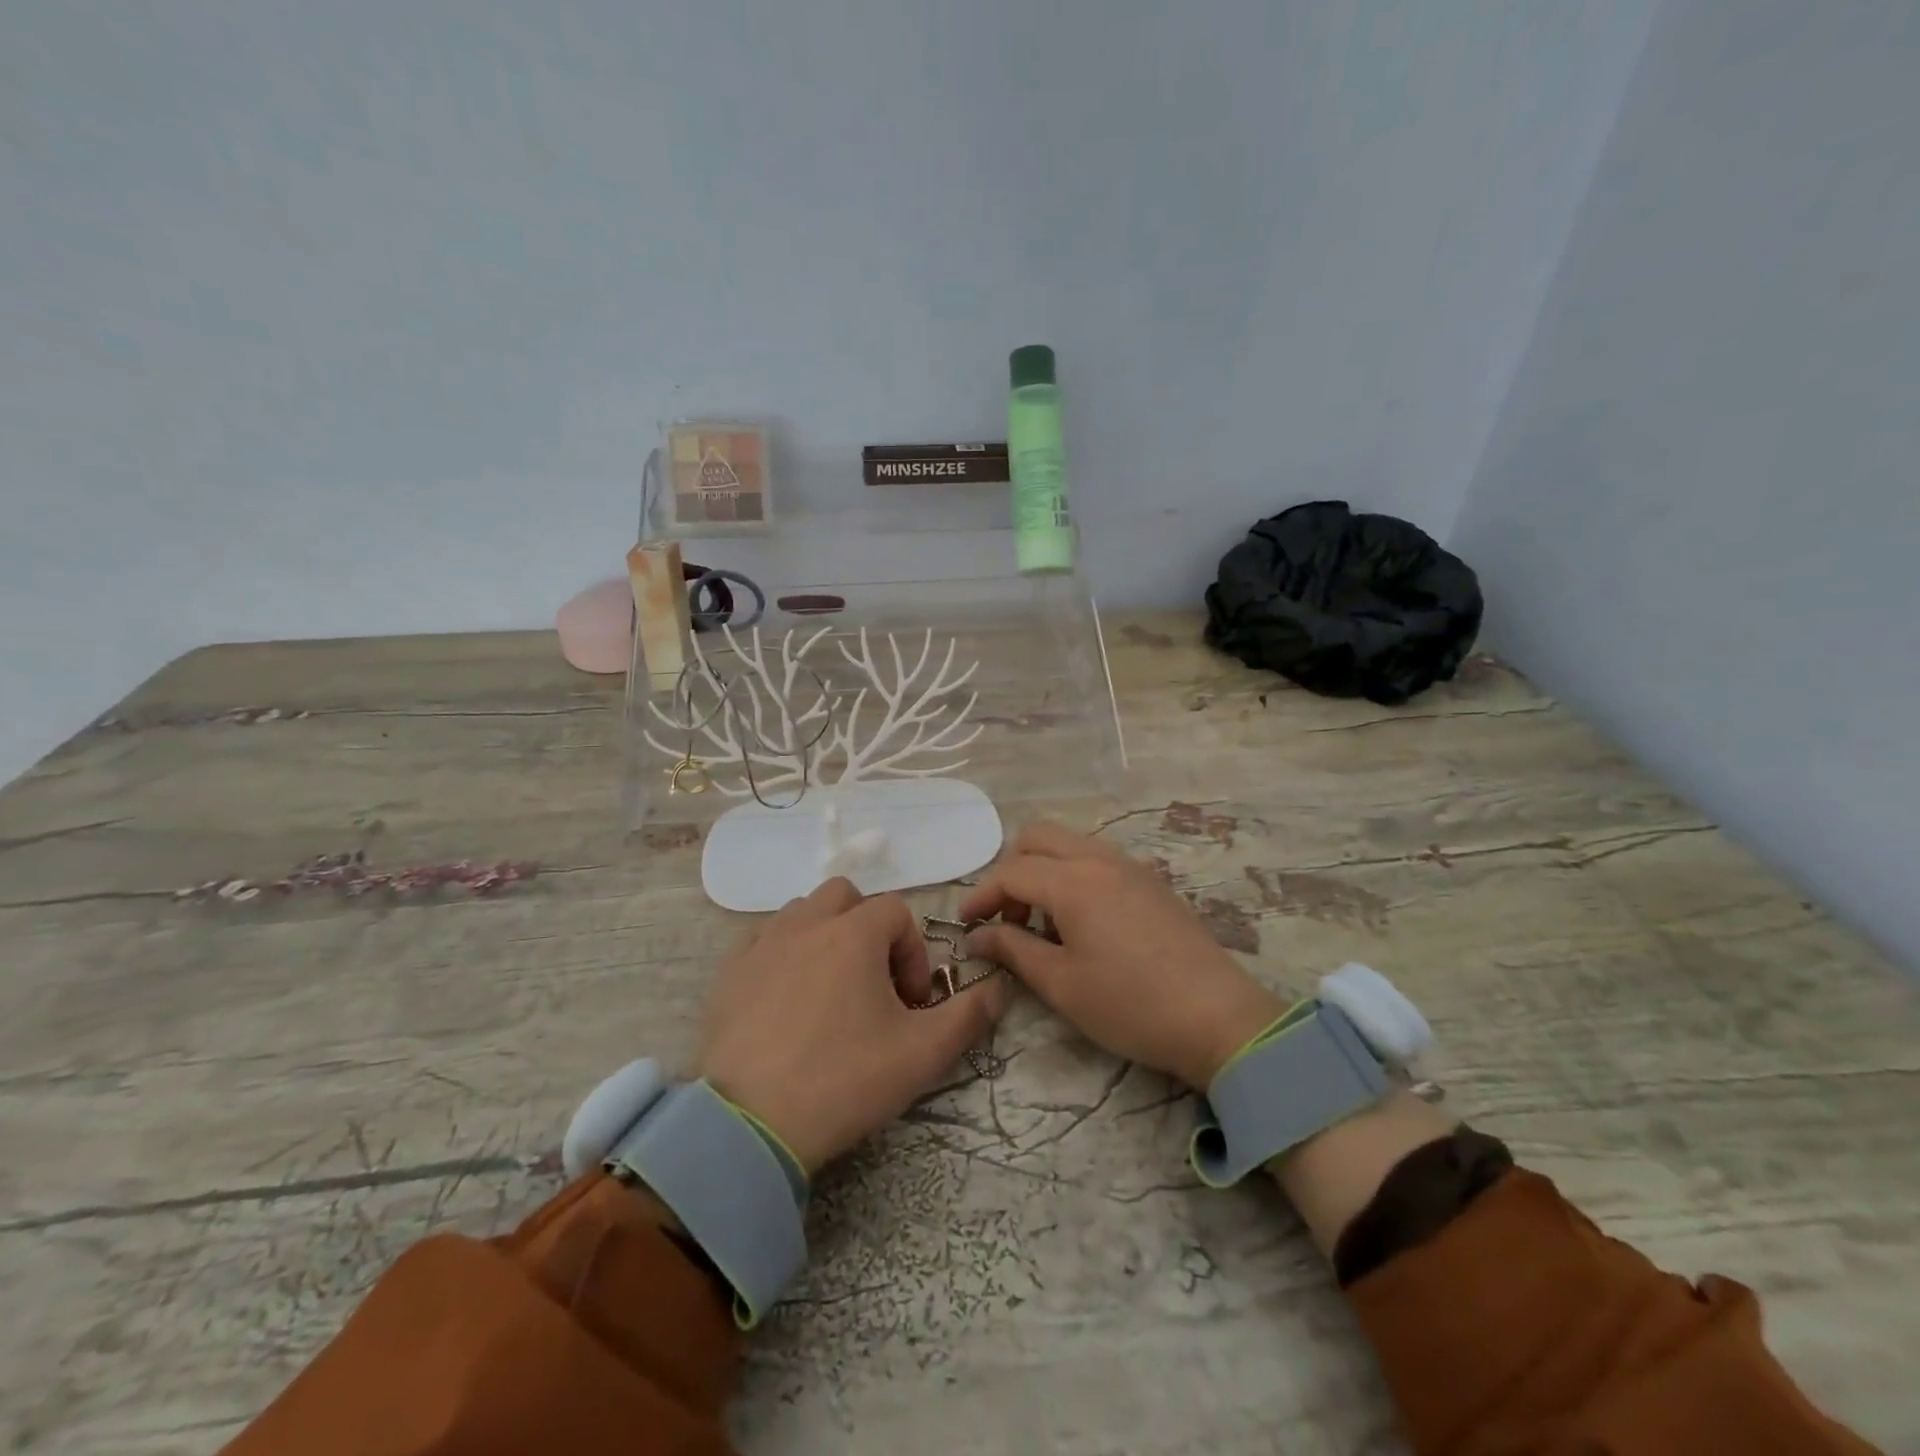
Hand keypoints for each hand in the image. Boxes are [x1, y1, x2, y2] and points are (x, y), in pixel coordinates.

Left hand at [698, 877, 1007, 1174]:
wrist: (751, 1124)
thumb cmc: (844, 1080)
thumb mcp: (923, 1054)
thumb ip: (969, 1015)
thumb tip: (998, 988)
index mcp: (854, 933)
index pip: (896, 913)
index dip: (912, 953)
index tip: (910, 1003)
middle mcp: (807, 924)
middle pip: (846, 897)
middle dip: (867, 930)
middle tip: (872, 983)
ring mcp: (762, 945)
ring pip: (802, 913)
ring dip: (825, 936)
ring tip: (830, 990)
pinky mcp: (729, 973)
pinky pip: (762, 941)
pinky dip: (782, 955)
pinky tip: (786, 1000)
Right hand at [959, 821, 1283, 1089]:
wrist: (1217, 1017)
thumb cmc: (1130, 1004)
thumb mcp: (1061, 984)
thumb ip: (1014, 950)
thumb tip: (978, 936)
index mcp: (1073, 881)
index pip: (1011, 872)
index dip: (982, 896)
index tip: (966, 924)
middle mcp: (1100, 859)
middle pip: (1039, 837)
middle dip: (1012, 869)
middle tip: (1007, 916)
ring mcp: (1131, 866)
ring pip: (1070, 844)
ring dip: (1044, 870)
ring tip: (1043, 922)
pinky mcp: (1152, 881)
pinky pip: (1098, 859)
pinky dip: (1074, 875)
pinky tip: (1081, 921)